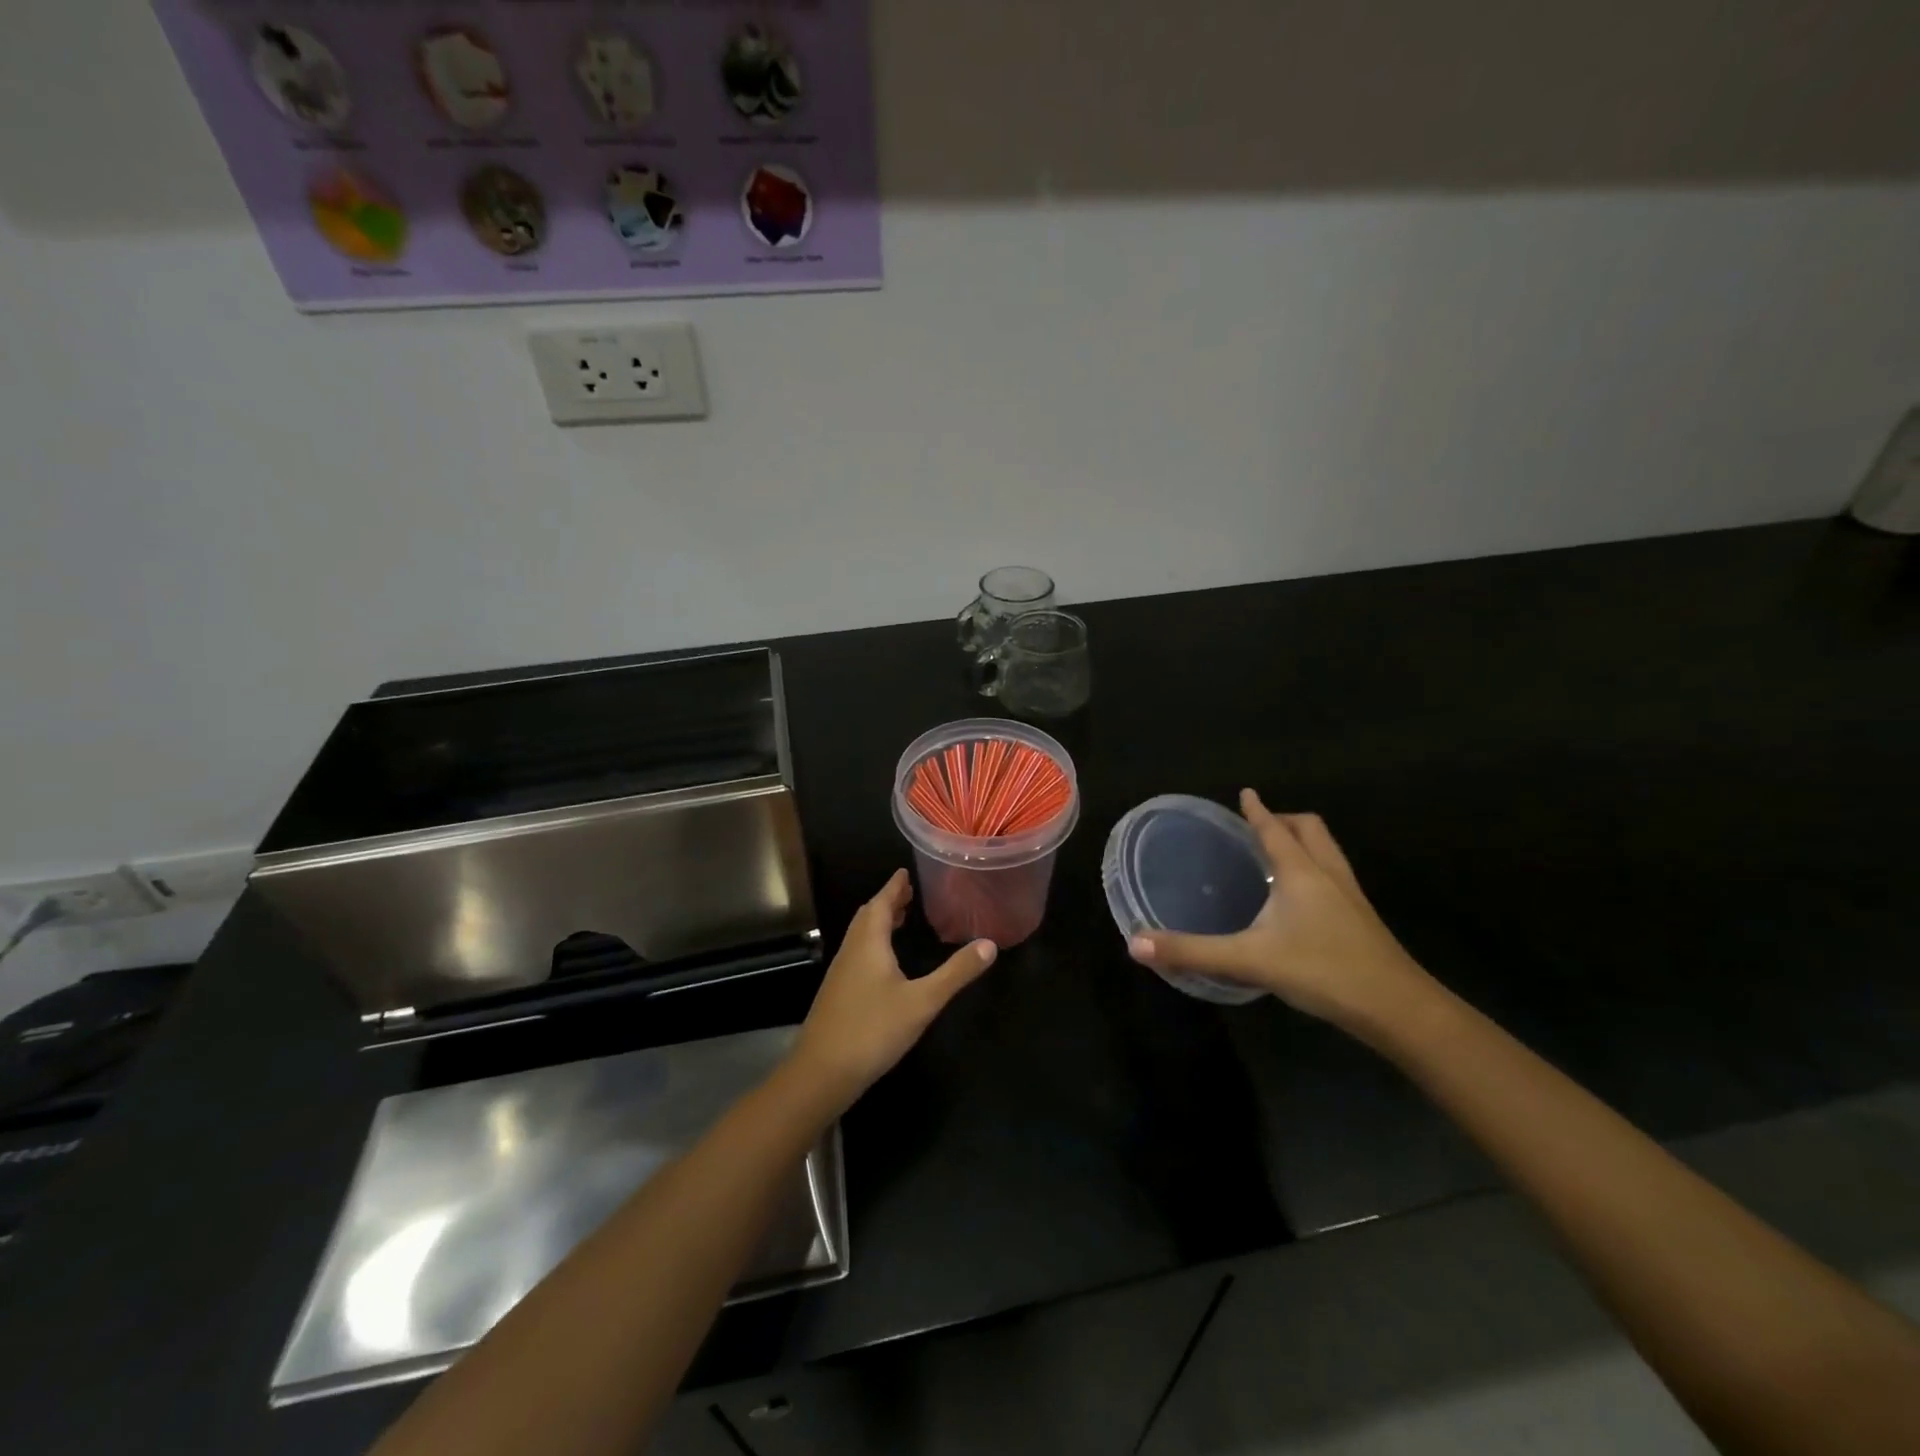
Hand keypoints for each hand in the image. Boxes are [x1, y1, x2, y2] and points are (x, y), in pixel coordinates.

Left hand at [791, 870, 996, 1109]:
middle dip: (888, 902)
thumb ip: (956, 972)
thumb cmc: (873, 1030)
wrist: (821, 1073)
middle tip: (909, 893)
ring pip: (861, 936)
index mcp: (869, 942)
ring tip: (901, 919)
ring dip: (879, 922)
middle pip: (868, 916)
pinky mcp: (838, 994)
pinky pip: (858, 954)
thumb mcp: (922, 1001)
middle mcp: (851, 951)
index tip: (906, 871)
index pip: (881, 902)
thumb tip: (990, 944)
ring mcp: (841, 973)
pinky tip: (886, 963)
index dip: (894, 886)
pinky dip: (874, 944)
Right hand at [1128, 790, 1433, 1033]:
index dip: (1257, 810)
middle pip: (1311, 829)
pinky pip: (1336, 877)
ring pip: (1328, 851)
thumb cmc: (1322, 971)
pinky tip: (1301, 901)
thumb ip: (1192, 951)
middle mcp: (1328, 874)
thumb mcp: (1249, 960)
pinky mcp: (1363, 920)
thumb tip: (1136, 944)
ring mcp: (1351, 897)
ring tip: (1279, 857)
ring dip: (1304, 843)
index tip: (1246, 792)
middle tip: (1259, 827)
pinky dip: (1316, 871)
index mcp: (1301, 872)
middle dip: (1285, 820)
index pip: (1274, 828)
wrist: (1397, 1009)